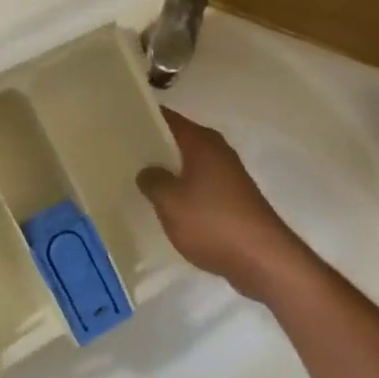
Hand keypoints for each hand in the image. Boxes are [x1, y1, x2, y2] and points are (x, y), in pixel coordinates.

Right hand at [137, 110, 306, 300]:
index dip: (142, 118)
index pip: (167, 118)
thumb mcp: (170, 202)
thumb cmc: (212, 223)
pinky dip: (180, 190)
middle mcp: (217, 151)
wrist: (263, 259)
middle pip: (177, 140)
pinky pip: (198, 185)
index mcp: (202, 142)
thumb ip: (152, 180)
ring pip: (187, 164)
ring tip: (134, 178)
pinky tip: (162, 204)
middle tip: (118, 152)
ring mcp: (227, 175)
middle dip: (151, 146)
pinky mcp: (231, 199)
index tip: (115, 123)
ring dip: (165, 170)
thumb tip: (147, 170)